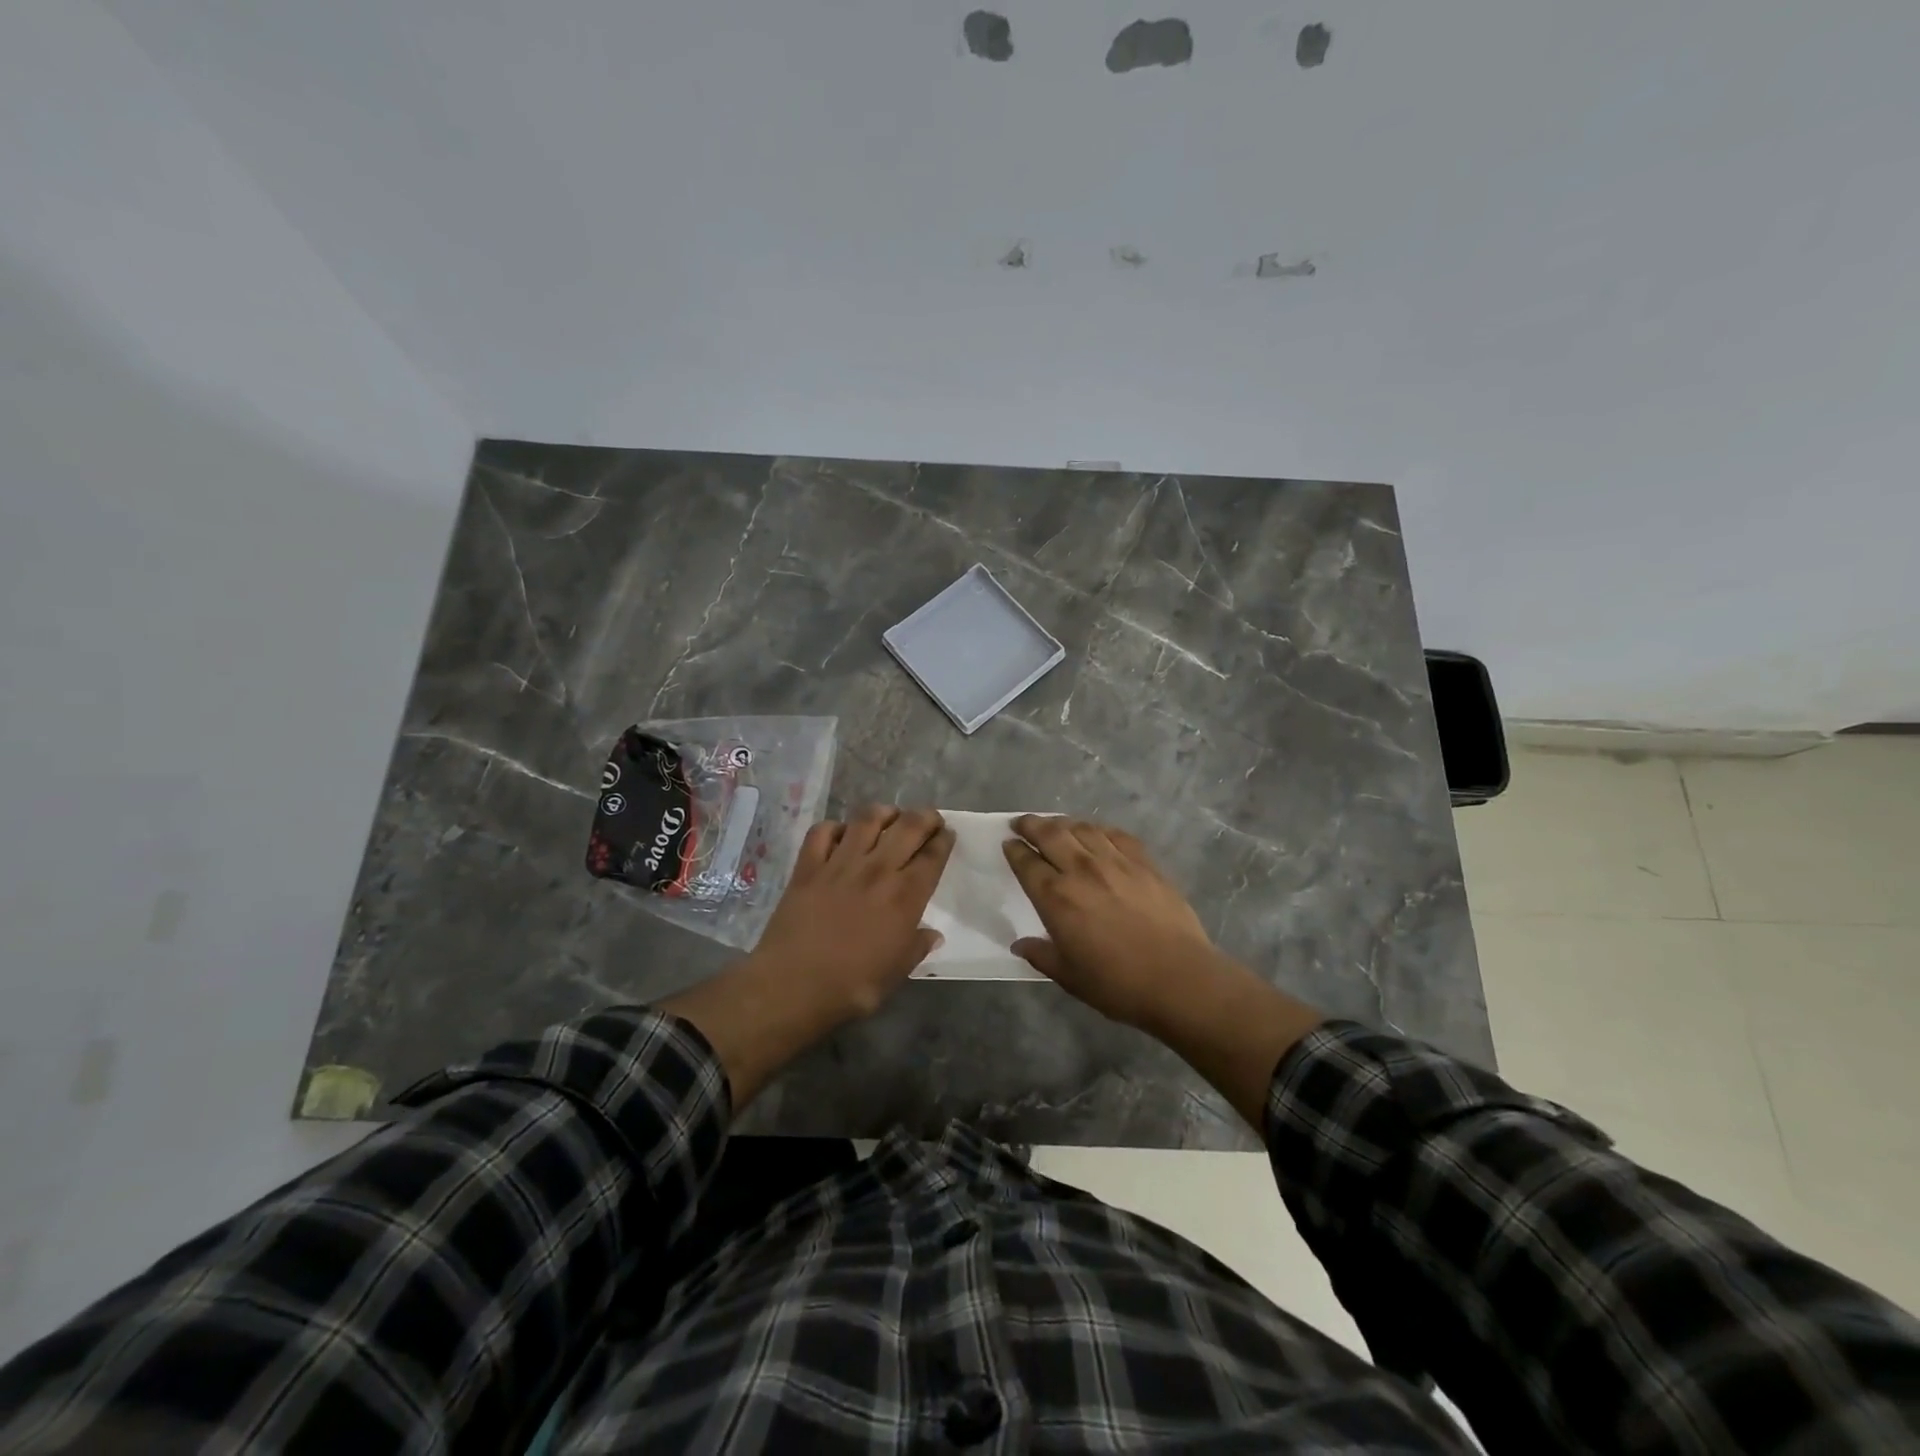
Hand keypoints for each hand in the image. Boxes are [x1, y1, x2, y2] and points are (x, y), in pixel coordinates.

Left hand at [747, 805, 954, 1018]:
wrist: (793, 985)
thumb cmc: (852, 986)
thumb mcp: (897, 972)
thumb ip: (917, 947)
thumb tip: (933, 934)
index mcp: (905, 896)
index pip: (932, 856)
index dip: (944, 840)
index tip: (947, 834)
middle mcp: (877, 870)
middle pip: (907, 827)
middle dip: (925, 817)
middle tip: (929, 819)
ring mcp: (840, 864)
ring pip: (867, 819)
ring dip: (884, 812)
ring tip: (890, 816)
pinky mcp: (808, 866)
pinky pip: (823, 831)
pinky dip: (835, 827)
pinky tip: (841, 834)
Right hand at [1003, 815, 1323, 1128]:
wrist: (1179, 978)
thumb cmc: (1117, 984)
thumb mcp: (1069, 977)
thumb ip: (1041, 955)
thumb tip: (1020, 944)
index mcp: (1056, 898)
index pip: (1027, 863)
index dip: (1014, 850)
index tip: (1008, 843)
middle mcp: (1081, 870)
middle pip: (1050, 834)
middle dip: (1031, 824)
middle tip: (1021, 822)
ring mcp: (1115, 862)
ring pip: (1082, 828)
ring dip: (1063, 822)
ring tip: (1056, 824)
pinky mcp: (1144, 862)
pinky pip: (1116, 834)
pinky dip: (1099, 829)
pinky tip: (1097, 833)